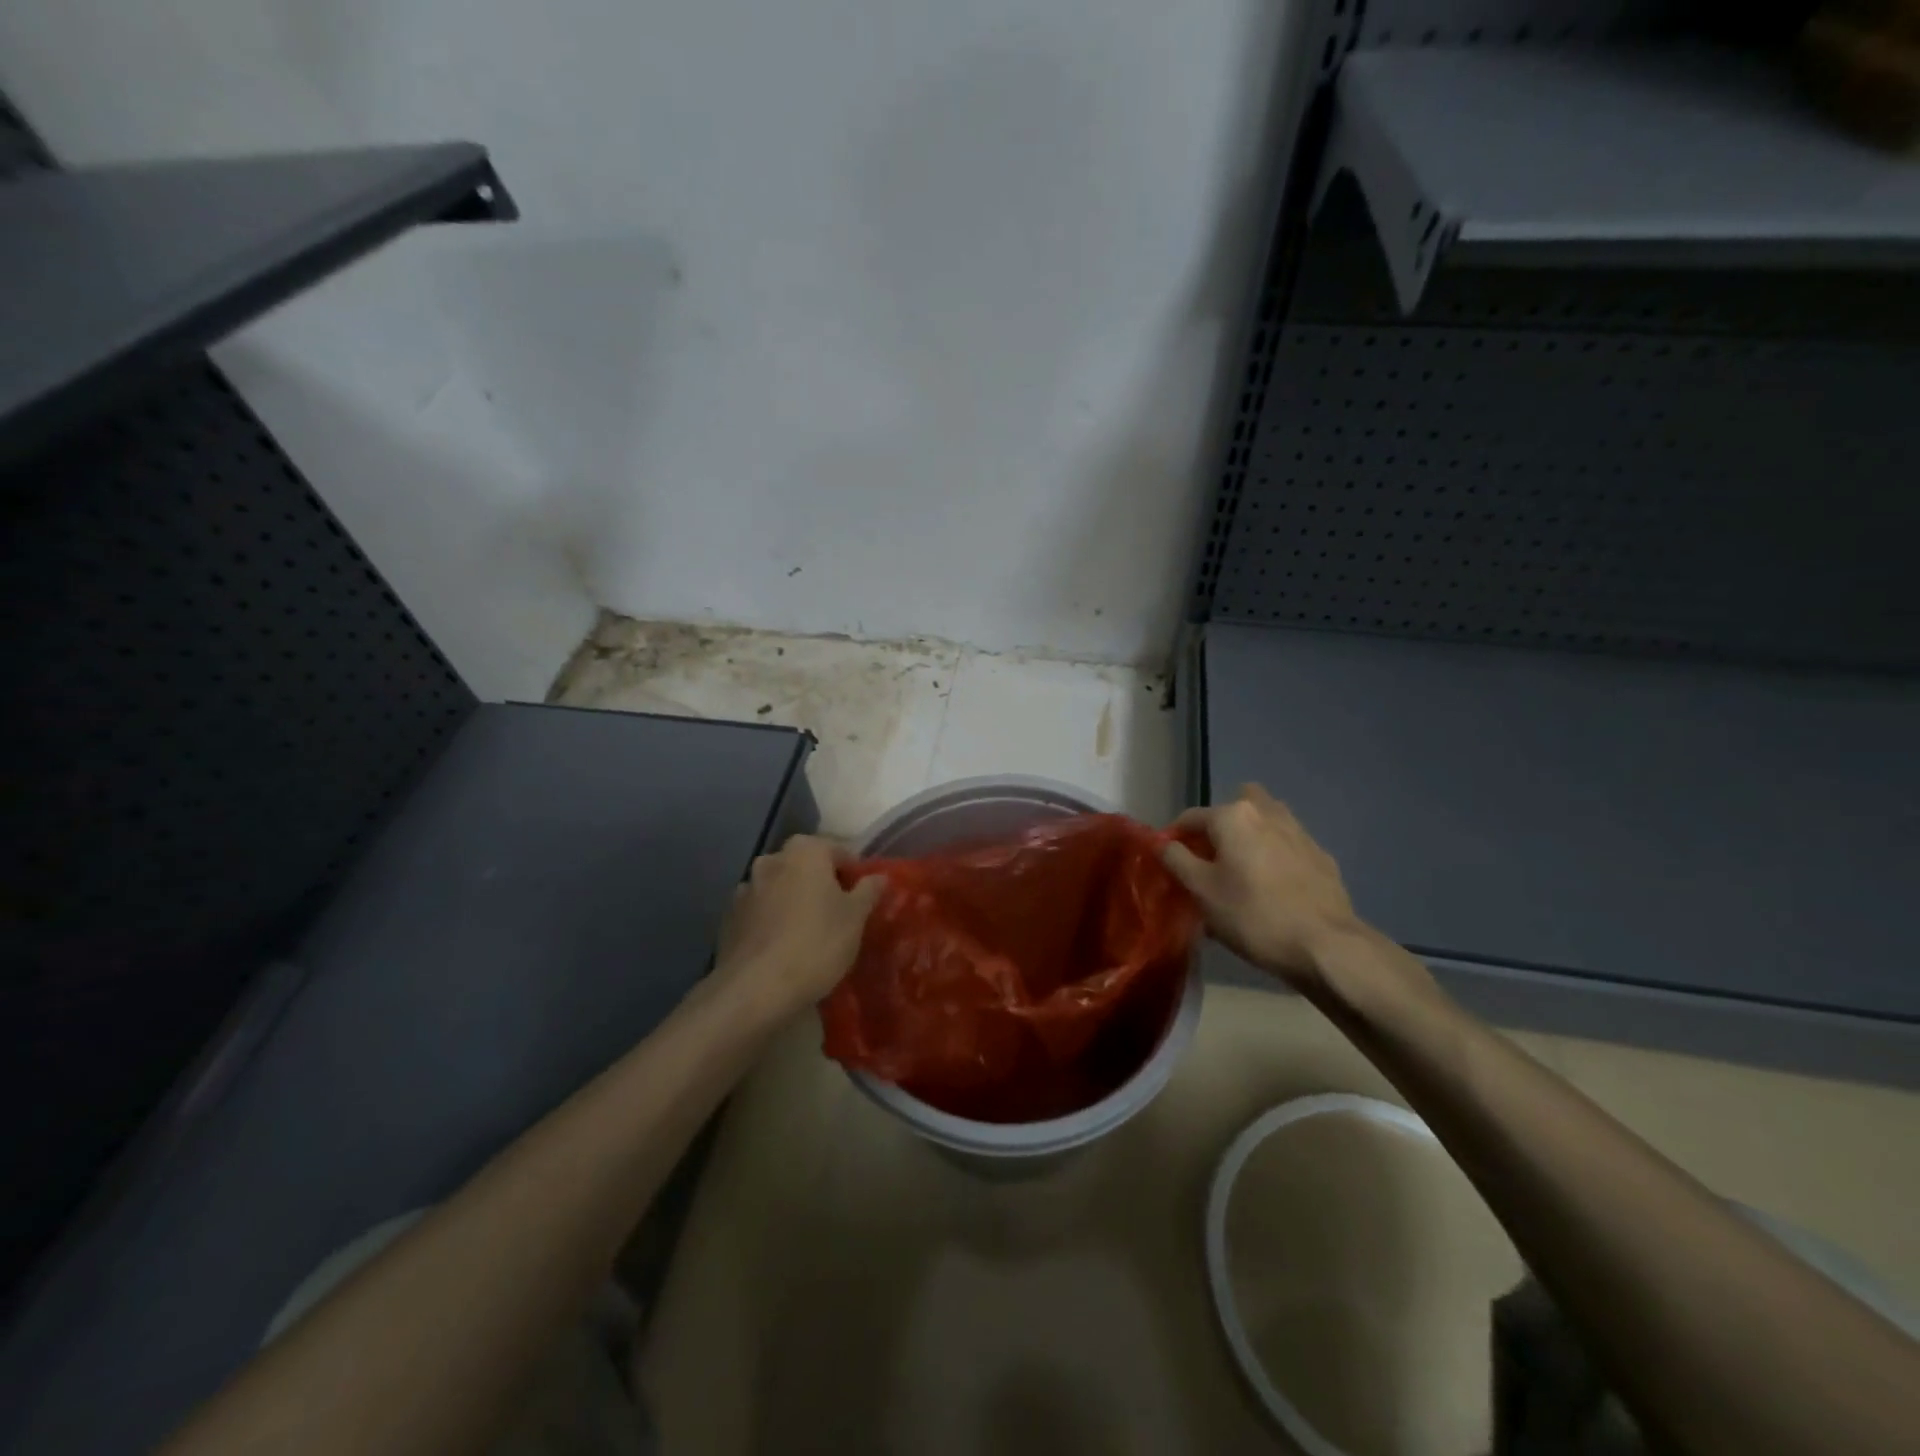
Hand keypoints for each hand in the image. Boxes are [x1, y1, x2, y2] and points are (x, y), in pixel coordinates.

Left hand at [710, 835, 881, 1020]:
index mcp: (805, 851)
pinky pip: (761, 910)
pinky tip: (784, 946)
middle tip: (839, 914)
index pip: (838, 850)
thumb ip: (868, 891)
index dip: (853, 873)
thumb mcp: (855, 918)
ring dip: (795, 900)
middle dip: (822, 884)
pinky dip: (773, 920)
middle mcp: (772, 860)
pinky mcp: (730, 917)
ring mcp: (746, 887)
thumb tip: (878, 876)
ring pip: (781, 887)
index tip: (862, 899)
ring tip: (810, 932)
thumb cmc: (816, 943)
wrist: (756, 988)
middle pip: (806, 866)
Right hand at [1162, 784, 1362, 990]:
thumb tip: (1163, 842)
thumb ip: (1177, 860)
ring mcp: (1299, 832)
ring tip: (1242, 870)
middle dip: (1221, 824)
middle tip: (1212, 857)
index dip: (1174, 837)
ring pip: (1266, 820)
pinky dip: (1275, 855)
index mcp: (1234, 815)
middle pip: (1237, 804)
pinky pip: (1288, 845)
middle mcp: (1267, 812)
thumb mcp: (1201, 891)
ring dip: (1250, 835)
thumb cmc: (1253, 915)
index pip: (1191, 817)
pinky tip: (1273, 887)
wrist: (1326, 945)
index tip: (1169, 862)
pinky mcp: (1321, 856)